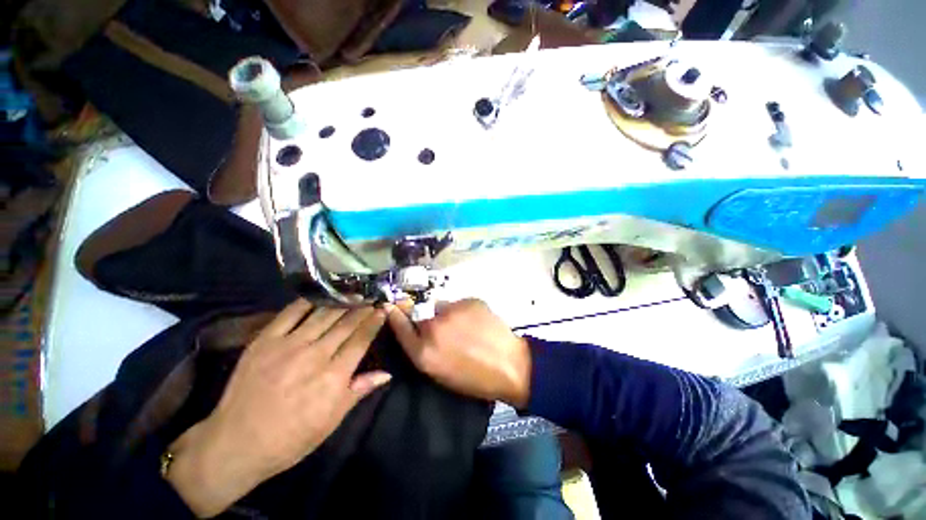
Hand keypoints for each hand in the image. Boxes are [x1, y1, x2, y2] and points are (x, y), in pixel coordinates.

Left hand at [166, 300, 390, 516]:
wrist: (235, 444)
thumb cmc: (290, 438)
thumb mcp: (332, 420)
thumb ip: (359, 390)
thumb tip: (387, 374)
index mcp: (334, 377)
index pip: (361, 340)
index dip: (374, 322)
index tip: (383, 309)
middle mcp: (315, 355)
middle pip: (346, 324)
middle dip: (363, 308)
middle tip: (372, 297)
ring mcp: (288, 345)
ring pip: (324, 315)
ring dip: (342, 302)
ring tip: (354, 292)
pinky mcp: (265, 341)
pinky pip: (291, 313)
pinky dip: (309, 301)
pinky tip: (321, 294)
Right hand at [387, 299, 531, 407]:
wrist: (510, 365)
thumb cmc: (473, 378)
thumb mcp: (440, 372)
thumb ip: (423, 348)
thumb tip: (418, 327)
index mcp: (423, 352)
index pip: (399, 325)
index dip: (394, 314)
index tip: (391, 306)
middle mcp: (433, 327)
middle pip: (420, 313)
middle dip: (427, 318)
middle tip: (445, 327)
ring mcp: (452, 311)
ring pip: (441, 306)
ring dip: (447, 314)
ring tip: (465, 326)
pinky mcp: (469, 301)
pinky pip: (459, 303)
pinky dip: (463, 311)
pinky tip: (476, 322)